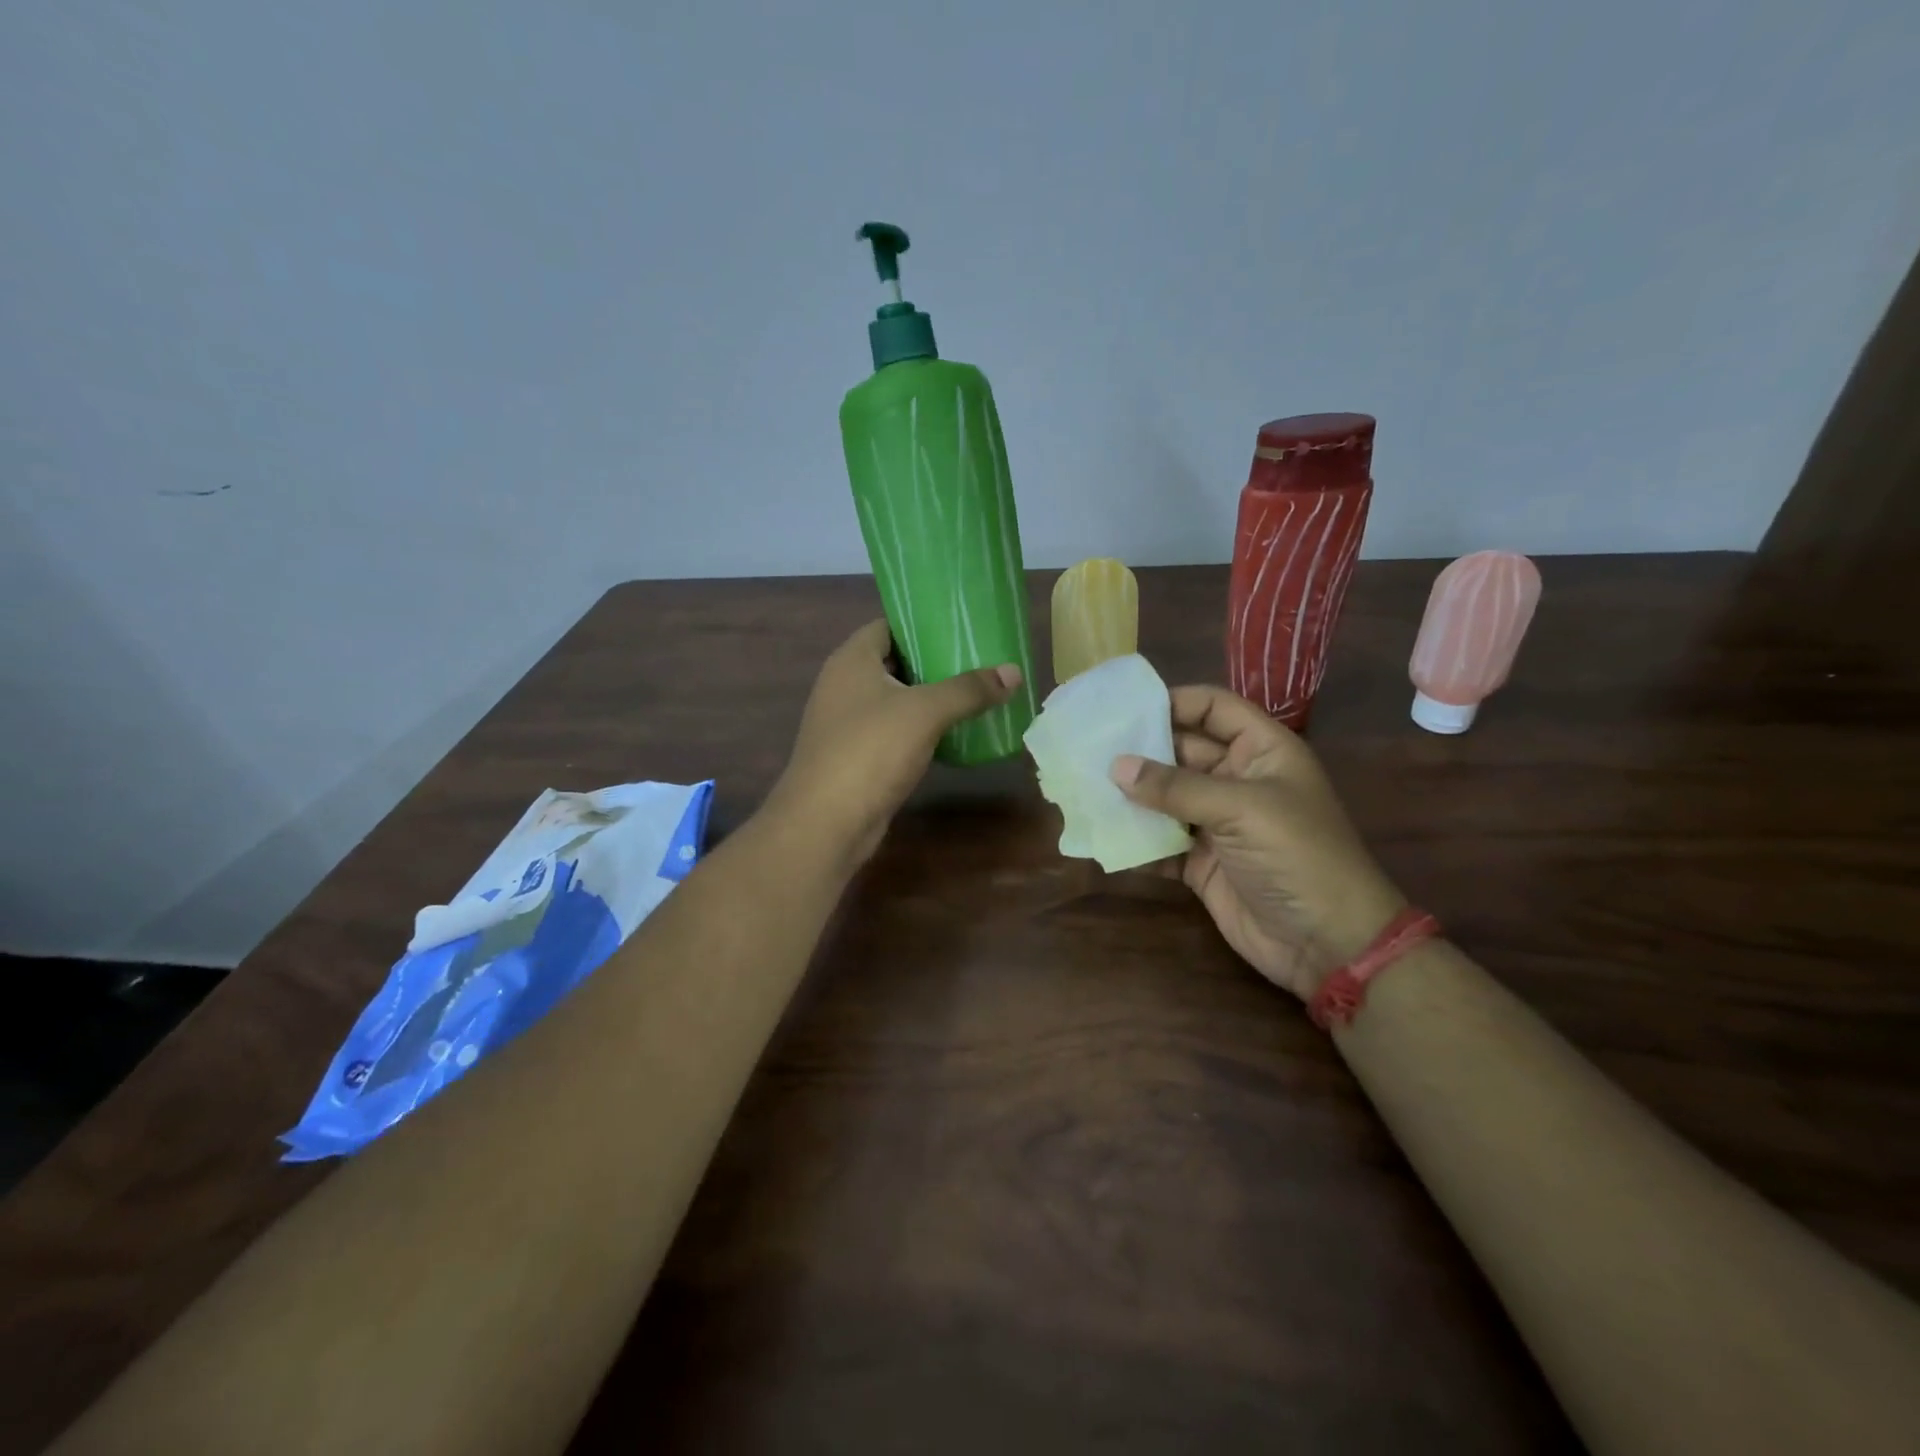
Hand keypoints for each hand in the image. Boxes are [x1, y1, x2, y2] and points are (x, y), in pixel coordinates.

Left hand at [765, 620, 1021, 870]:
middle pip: (895, 661)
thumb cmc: (870, 751)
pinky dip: (922, 728)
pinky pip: (895, 730)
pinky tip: (955, 731)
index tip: (962, 624)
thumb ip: (969, 689)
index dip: (923, 621)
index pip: (889, 624)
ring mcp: (848, 723)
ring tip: (976, 690)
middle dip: (935, 660)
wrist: (826, 823)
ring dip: (931, 697)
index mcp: (851, 660)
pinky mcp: (857, 756)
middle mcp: (844, 684)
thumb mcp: (925, 712)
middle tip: (980, 657)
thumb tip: (1014, 672)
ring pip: (897, 698)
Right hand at [1112, 686, 1405, 1000]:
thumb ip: (1176, 787)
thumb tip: (1116, 766)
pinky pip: (1161, 842)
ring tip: (1083, 786)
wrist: (1327, 943)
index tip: (1124, 709)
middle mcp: (1237, 780)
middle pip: (1181, 752)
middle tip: (1088, 749)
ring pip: (1166, 798)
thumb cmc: (1297, 856)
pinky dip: (1135, 840)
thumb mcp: (1241, 810)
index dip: (1173, 702)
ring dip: (1131, 795)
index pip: (1213, 708)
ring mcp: (1218, 823)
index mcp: (1261, 751)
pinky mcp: (1201, 862)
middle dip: (1139, 750)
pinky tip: (1101, 835)